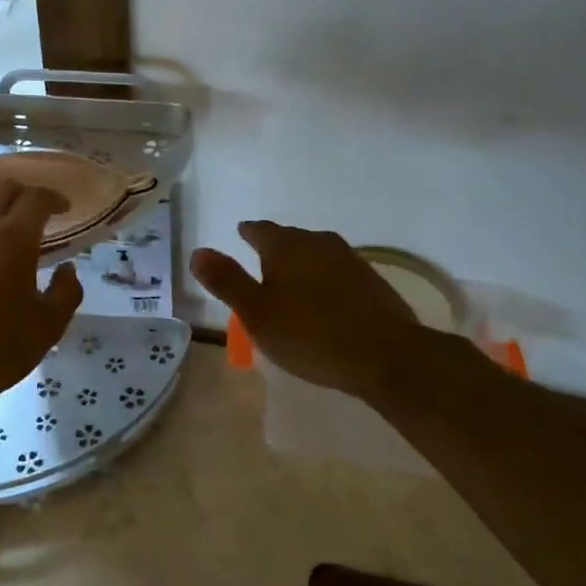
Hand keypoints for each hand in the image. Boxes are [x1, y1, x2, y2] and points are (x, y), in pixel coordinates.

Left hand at [0, 178, 82, 418]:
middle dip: (25, 196)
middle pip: (3, 191)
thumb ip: (66, 292)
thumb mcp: (47, 327)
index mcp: (11, 237)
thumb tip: (67, 270)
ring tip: (7, 241)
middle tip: (39, 216)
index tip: (64, 208)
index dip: (54, 198)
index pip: (36, 198)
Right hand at [191, 221, 433, 398]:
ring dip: (302, 264)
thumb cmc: (311, 334)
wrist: (387, 355)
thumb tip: (198, 251)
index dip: (248, 233)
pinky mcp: (373, 282)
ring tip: (291, 282)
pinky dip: (325, 281)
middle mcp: (319, 243)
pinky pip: (338, 273)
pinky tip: (325, 301)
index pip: (260, 230)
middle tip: (261, 262)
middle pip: (291, 238)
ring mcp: (351, 260)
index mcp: (287, 246)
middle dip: (275, 248)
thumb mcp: (257, 313)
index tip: (241, 234)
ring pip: (317, 254)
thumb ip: (227, 281)